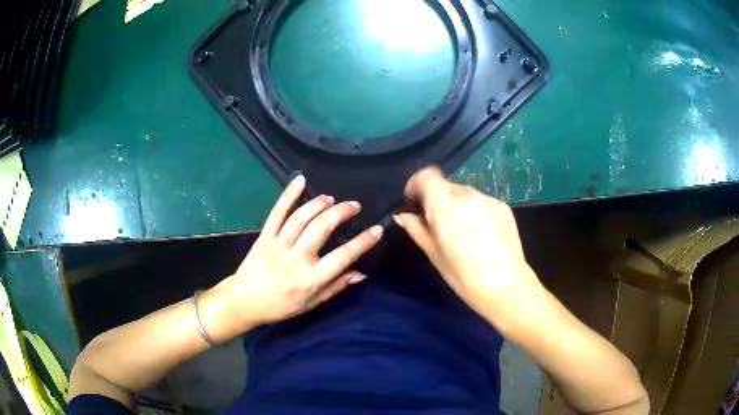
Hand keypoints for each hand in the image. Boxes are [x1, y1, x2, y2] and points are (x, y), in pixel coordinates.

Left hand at [216, 175, 382, 331]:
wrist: (244, 302)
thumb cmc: (280, 306)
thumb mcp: (311, 304)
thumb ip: (336, 287)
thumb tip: (361, 273)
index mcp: (311, 278)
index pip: (343, 256)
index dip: (363, 242)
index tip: (377, 229)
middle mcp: (297, 258)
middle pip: (322, 228)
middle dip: (341, 213)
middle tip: (354, 205)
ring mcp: (278, 245)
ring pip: (302, 217)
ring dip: (320, 204)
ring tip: (332, 198)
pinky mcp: (264, 236)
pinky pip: (277, 213)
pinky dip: (288, 195)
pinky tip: (300, 180)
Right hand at [394, 167, 542, 334]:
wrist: (506, 286)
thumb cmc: (464, 276)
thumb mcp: (434, 255)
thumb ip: (417, 229)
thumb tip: (404, 215)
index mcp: (446, 206)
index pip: (426, 176)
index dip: (416, 185)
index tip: (414, 203)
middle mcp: (468, 195)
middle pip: (445, 185)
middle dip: (437, 199)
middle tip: (438, 224)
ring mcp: (488, 199)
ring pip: (464, 193)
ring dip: (456, 205)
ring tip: (462, 231)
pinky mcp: (503, 206)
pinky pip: (481, 201)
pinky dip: (474, 210)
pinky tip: (480, 233)